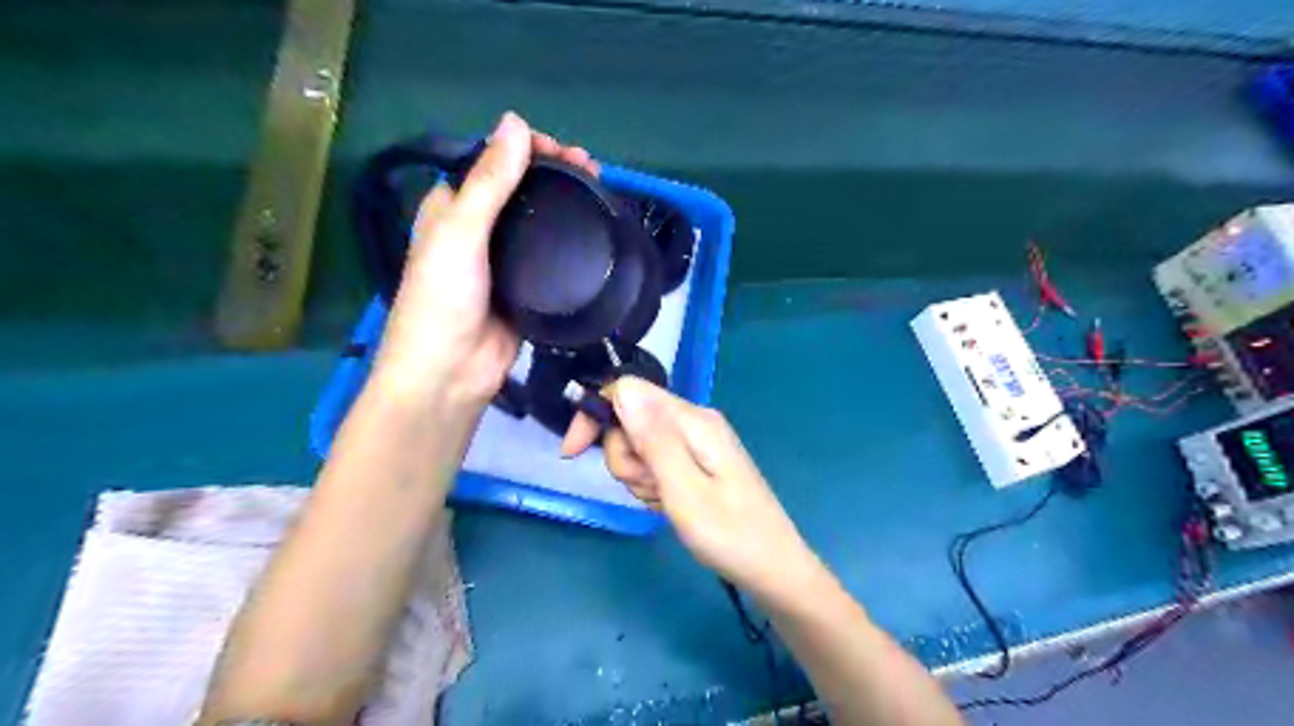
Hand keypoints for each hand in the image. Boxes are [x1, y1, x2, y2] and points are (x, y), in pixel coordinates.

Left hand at [373, 111, 598, 408]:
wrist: (452, 373)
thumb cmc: (442, 299)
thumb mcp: (461, 233)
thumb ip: (489, 181)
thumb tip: (516, 122)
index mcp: (451, 208)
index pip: (490, 164)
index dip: (523, 149)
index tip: (560, 149)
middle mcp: (476, 230)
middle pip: (519, 191)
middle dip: (552, 174)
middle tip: (589, 169)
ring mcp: (504, 262)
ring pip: (538, 224)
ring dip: (564, 206)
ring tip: (599, 192)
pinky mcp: (527, 289)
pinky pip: (551, 258)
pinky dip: (570, 243)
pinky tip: (593, 233)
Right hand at [558, 377, 816, 597]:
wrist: (771, 568)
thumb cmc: (729, 534)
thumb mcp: (683, 489)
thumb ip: (653, 438)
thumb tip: (622, 389)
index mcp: (692, 420)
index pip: (628, 391)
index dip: (596, 416)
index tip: (574, 454)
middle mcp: (693, 422)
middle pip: (630, 420)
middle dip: (625, 458)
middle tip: (651, 490)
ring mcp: (695, 442)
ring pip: (639, 446)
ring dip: (639, 477)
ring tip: (665, 503)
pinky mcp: (695, 462)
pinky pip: (655, 464)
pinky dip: (652, 485)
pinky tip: (669, 506)